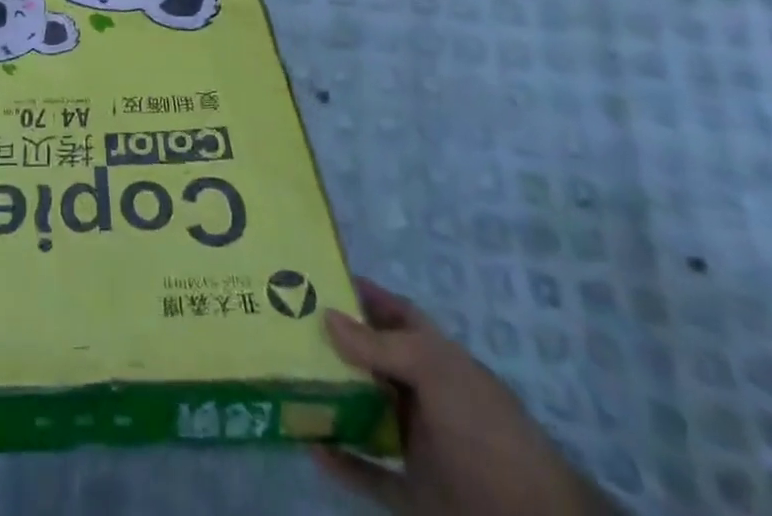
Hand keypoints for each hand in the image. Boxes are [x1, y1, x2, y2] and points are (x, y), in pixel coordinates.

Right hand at [312, 277, 616, 515]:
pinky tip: (309, 446)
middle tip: (285, 326)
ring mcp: (418, 446)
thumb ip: (381, 346)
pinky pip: (368, 474)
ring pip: (364, 413)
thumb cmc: (487, 431)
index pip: (395, 313)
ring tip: (285, 379)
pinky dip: (341, 462)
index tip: (317, 277)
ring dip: (330, 400)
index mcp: (436, 358)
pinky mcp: (413, 495)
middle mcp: (424, 396)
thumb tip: (327, 315)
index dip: (362, 293)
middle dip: (334, 344)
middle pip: (372, 361)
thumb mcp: (436, 373)